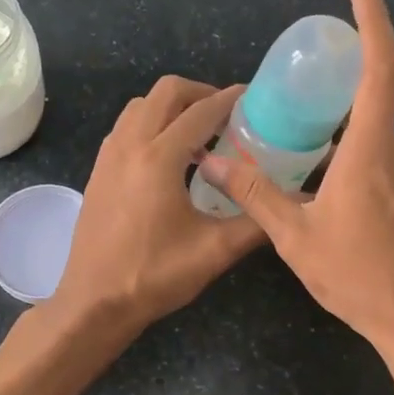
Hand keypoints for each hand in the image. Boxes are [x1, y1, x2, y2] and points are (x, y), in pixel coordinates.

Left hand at [51, 77, 264, 332]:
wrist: (94, 302)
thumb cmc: (154, 276)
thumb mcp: (215, 251)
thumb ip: (258, 221)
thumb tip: (299, 204)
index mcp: (159, 158)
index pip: (201, 111)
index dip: (231, 99)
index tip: (254, 97)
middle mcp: (130, 145)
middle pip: (165, 92)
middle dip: (200, 93)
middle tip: (227, 116)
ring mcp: (108, 156)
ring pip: (140, 106)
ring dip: (171, 108)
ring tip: (199, 135)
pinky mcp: (98, 172)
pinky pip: (125, 128)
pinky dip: (149, 125)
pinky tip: (168, 158)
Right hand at [198, 0, 393, 394]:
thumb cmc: (360, 278)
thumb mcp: (295, 236)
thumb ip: (254, 192)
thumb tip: (209, 160)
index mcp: (370, 151)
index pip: (380, 67)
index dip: (372, 18)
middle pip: (367, 103)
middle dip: (331, 91)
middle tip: (289, 93)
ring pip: (368, 140)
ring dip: (334, 137)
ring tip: (293, 153)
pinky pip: (376, 165)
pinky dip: (347, 163)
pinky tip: (320, 194)